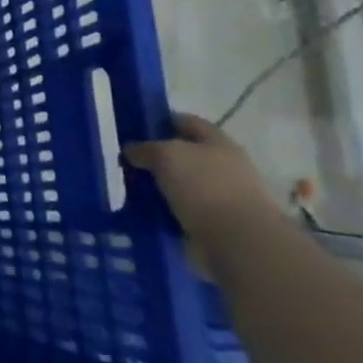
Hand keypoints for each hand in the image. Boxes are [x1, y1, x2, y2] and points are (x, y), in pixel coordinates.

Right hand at [123, 113, 282, 244]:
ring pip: (180, 184)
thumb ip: (145, 148)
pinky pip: (180, 210)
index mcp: (218, 142)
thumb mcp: (166, 155)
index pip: (186, 121)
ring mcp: (221, 196)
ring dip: (158, 186)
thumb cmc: (205, 186)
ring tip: (127, 188)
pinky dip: (163, 210)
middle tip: (125, 161)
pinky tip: (141, 211)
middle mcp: (223, 166)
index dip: (160, 120)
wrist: (238, 241)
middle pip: (184, 154)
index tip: (133, 127)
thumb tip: (131, 150)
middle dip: (156, 157)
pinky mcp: (214, 224)